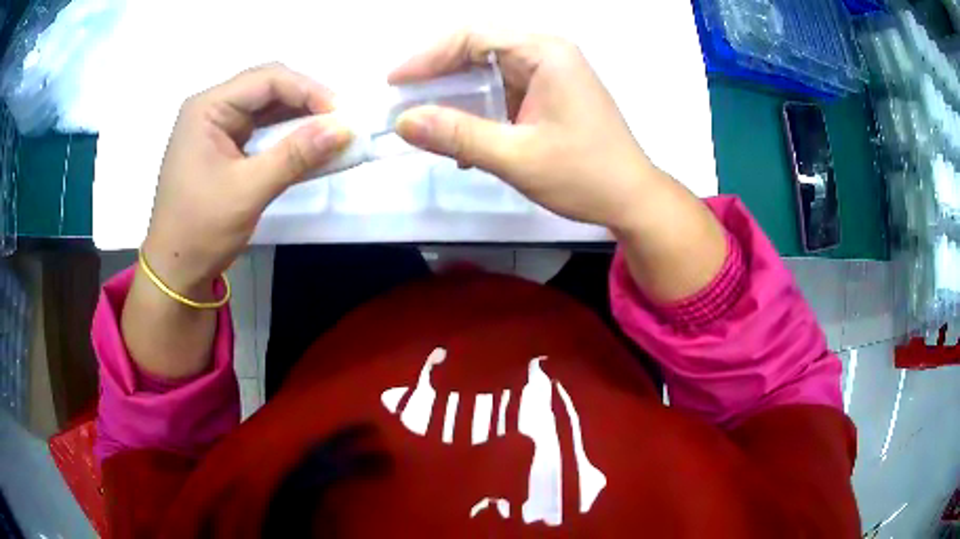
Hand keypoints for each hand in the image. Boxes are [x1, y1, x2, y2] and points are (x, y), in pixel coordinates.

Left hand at [142, 63, 351, 297]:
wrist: (175, 271)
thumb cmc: (201, 229)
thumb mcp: (248, 190)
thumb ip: (296, 155)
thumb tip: (344, 127)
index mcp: (207, 108)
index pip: (267, 80)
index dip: (308, 90)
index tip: (342, 114)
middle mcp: (211, 109)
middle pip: (267, 87)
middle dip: (305, 100)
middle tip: (338, 121)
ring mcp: (216, 128)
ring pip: (266, 107)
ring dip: (299, 117)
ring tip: (330, 131)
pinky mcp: (223, 148)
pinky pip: (261, 130)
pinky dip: (286, 136)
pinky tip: (307, 145)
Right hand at [388, 30, 658, 230]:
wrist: (632, 199)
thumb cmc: (585, 176)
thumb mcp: (517, 157)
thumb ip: (459, 136)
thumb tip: (404, 121)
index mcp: (544, 53)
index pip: (473, 36)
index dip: (428, 55)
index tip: (395, 81)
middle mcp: (547, 53)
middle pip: (478, 47)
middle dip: (437, 72)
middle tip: (403, 98)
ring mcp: (550, 73)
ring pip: (487, 69)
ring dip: (455, 92)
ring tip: (425, 118)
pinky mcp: (549, 94)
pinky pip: (502, 89)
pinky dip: (477, 107)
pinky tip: (462, 136)